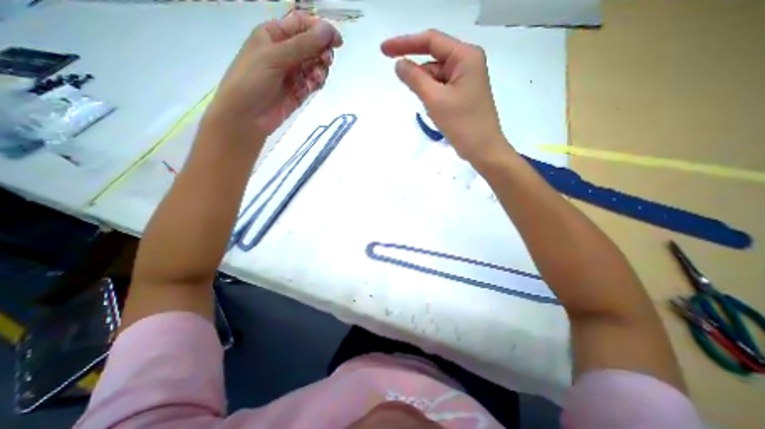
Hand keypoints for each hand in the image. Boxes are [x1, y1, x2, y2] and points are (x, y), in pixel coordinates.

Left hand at [204, 12, 344, 139]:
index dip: (320, 30)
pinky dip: (316, 83)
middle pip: (312, 46)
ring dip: (320, 70)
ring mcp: (292, 74)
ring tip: (316, 78)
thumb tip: (329, 31)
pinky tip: (311, 87)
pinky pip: (313, 83)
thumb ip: (304, 45)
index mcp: (273, 35)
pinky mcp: (299, 92)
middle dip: (322, 52)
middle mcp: (285, 52)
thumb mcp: (275, 57)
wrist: (246, 117)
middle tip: (326, 61)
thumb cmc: (252, 80)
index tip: (337, 41)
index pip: (302, 25)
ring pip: (315, 66)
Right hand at [382, 28, 509, 164]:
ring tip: (433, 110)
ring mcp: (465, 80)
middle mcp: (467, 63)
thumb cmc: (462, 124)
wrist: (483, 150)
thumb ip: (415, 79)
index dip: (405, 43)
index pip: (431, 41)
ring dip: (426, 90)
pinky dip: (432, 97)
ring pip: (436, 77)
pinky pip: (441, 89)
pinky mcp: (462, 94)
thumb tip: (399, 63)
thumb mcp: (435, 99)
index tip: (383, 50)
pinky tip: (435, 111)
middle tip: (419, 98)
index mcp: (465, 57)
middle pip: (433, 60)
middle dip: (419, 77)